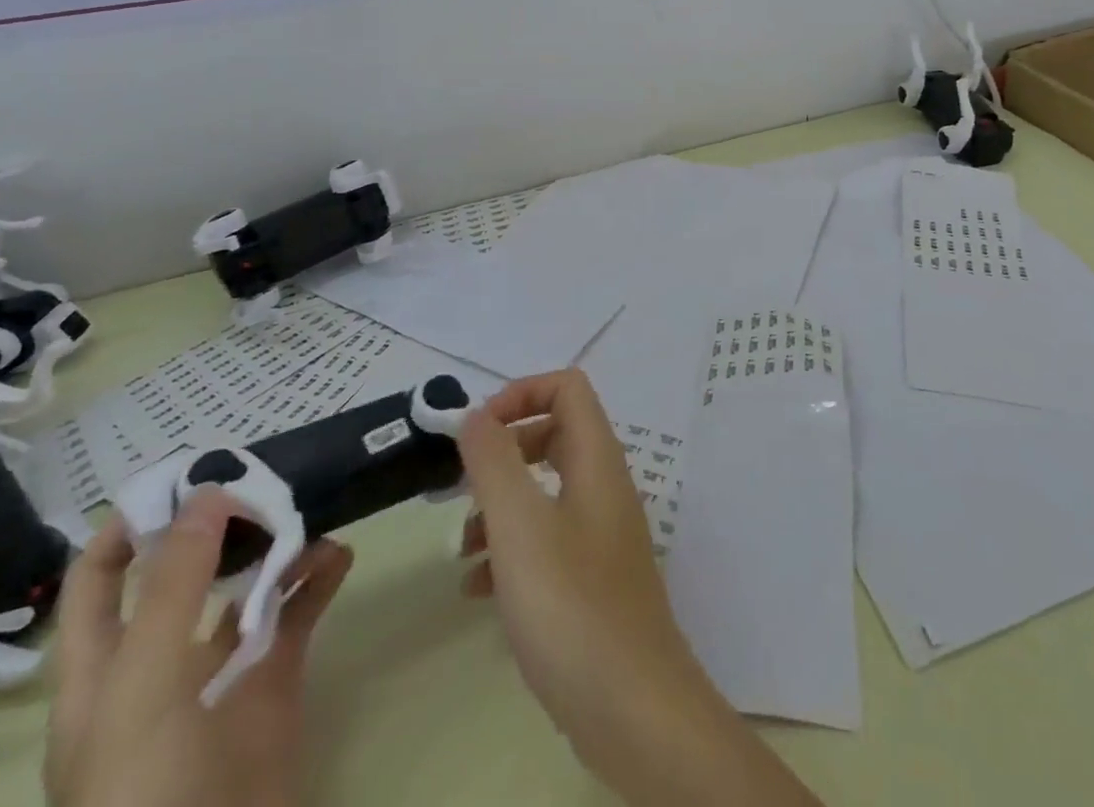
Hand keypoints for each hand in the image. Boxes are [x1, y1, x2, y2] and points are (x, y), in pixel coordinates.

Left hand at [45, 489, 352, 806]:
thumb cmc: (144, 791)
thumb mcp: (141, 689)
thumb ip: (173, 589)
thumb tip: (207, 494)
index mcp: (103, 668)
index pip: (100, 580)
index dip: (131, 525)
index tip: (186, 473)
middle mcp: (160, 659)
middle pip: (185, 571)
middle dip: (221, 522)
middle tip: (266, 476)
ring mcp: (221, 668)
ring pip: (248, 584)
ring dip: (278, 544)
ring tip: (311, 508)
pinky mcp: (274, 678)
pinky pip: (299, 612)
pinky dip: (320, 577)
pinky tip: (341, 554)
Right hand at [458, 370, 820, 806]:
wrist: (631, 706)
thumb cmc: (571, 604)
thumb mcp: (519, 526)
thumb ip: (494, 462)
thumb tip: (476, 415)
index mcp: (597, 458)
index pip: (567, 386)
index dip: (520, 393)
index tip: (477, 432)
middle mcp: (604, 484)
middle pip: (553, 434)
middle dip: (503, 453)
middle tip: (462, 487)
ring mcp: (601, 531)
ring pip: (545, 492)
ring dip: (500, 508)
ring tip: (463, 551)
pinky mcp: (592, 577)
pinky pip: (547, 541)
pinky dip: (511, 551)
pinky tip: (479, 592)